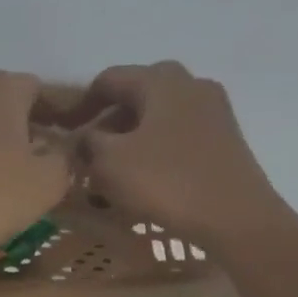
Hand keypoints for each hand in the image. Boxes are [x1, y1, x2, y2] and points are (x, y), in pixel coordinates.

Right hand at [67, 62, 282, 250]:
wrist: (234, 216)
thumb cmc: (166, 182)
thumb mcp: (110, 163)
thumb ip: (88, 143)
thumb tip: (83, 137)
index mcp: (160, 80)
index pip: (108, 80)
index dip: (80, 105)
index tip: (63, 131)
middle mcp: (190, 84)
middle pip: (137, 96)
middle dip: (108, 123)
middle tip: (88, 154)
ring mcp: (213, 111)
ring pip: (158, 118)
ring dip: (130, 141)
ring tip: (113, 174)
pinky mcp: (224, 139)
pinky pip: (177, 137)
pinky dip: (154, 152)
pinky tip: (145, 181)